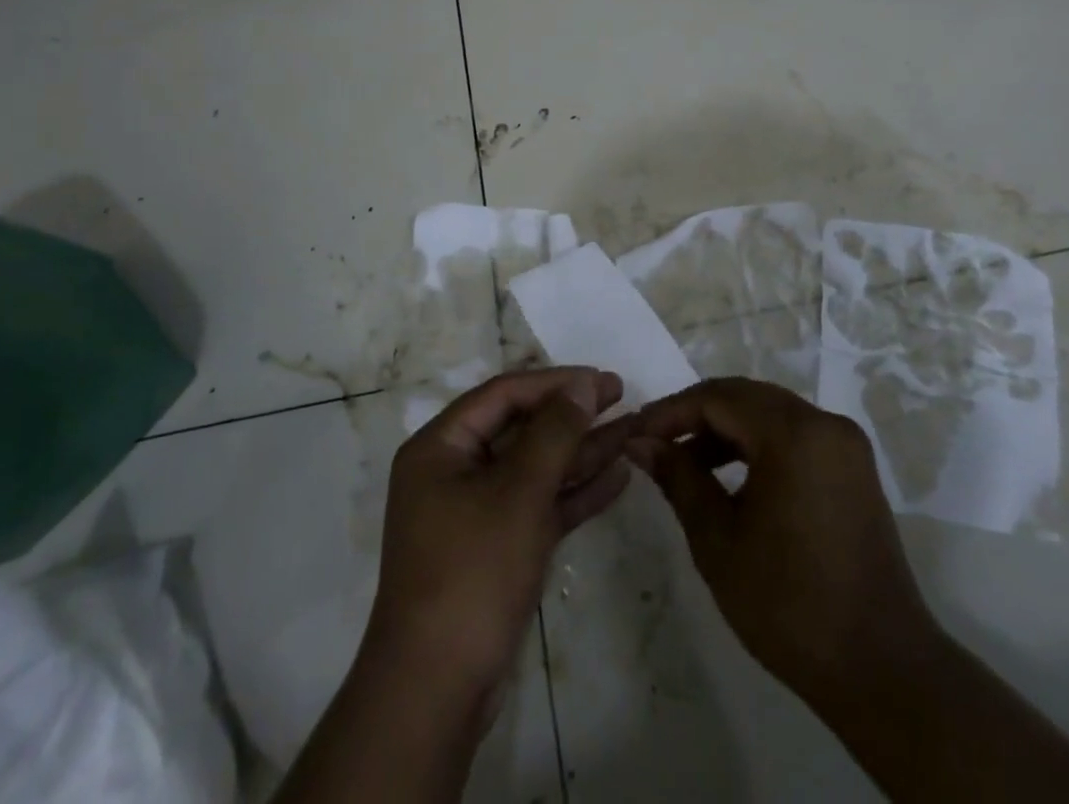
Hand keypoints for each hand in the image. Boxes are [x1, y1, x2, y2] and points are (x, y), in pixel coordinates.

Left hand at [364, 368, 632, 711]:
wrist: (437, 690)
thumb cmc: (473, 571)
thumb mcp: (518, 492)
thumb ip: (554, 432)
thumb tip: (582, 383)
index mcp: (441, 447)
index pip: (504, 395)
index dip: (555, 382)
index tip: (601, 379)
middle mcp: (455, 471)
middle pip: (521, 428)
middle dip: (572, 415)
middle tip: (621, 396)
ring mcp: (476, 512)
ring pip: (535, 467)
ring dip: (581, 452)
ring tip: (631, 431)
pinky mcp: (497, 548)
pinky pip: (539, 505)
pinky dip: (574, 493)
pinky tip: (617, 477)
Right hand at [626, 377, 938, 711]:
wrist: (882, 669)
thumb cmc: (789, 605)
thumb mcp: (718, 541)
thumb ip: (678, 478)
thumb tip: (640, 442)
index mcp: (794, 434)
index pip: (717, 398)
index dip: (670, 412)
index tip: (634, 433)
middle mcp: (824, 423)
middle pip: (745, 397)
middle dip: (695, 415)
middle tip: (654, 442)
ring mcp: (844, 444)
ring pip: (770, 413)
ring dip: (725, 430)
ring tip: (685, 463)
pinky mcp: (853, 468)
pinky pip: (794, 435)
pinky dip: (757, 445)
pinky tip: (730, 477)